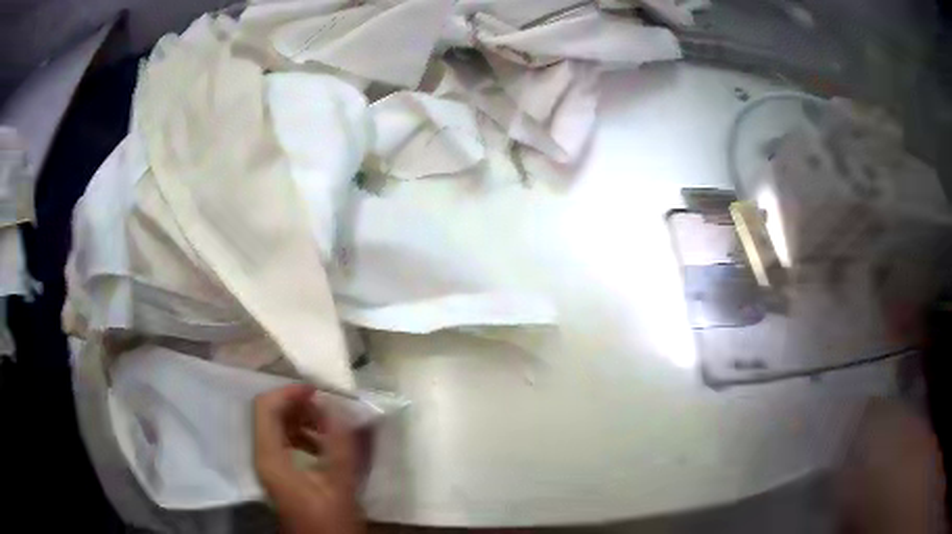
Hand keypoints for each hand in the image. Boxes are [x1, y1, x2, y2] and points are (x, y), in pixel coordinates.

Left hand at [253, 384, 364, 533]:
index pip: (266, 407)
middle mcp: (262, 456)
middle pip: (269, 414)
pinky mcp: (278, 473)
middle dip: (297, 405)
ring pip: (276, 427)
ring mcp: (268, 465)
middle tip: (327, 409)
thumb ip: (339, 445)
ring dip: (301, 420)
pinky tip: (324, 445)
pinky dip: (301, 435)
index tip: (317, 391)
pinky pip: (283, 442)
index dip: (289, 393)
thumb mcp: (340, 484)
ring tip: (329, 426)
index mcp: (270, 456)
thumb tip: (336, 408)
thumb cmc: (329, 520)